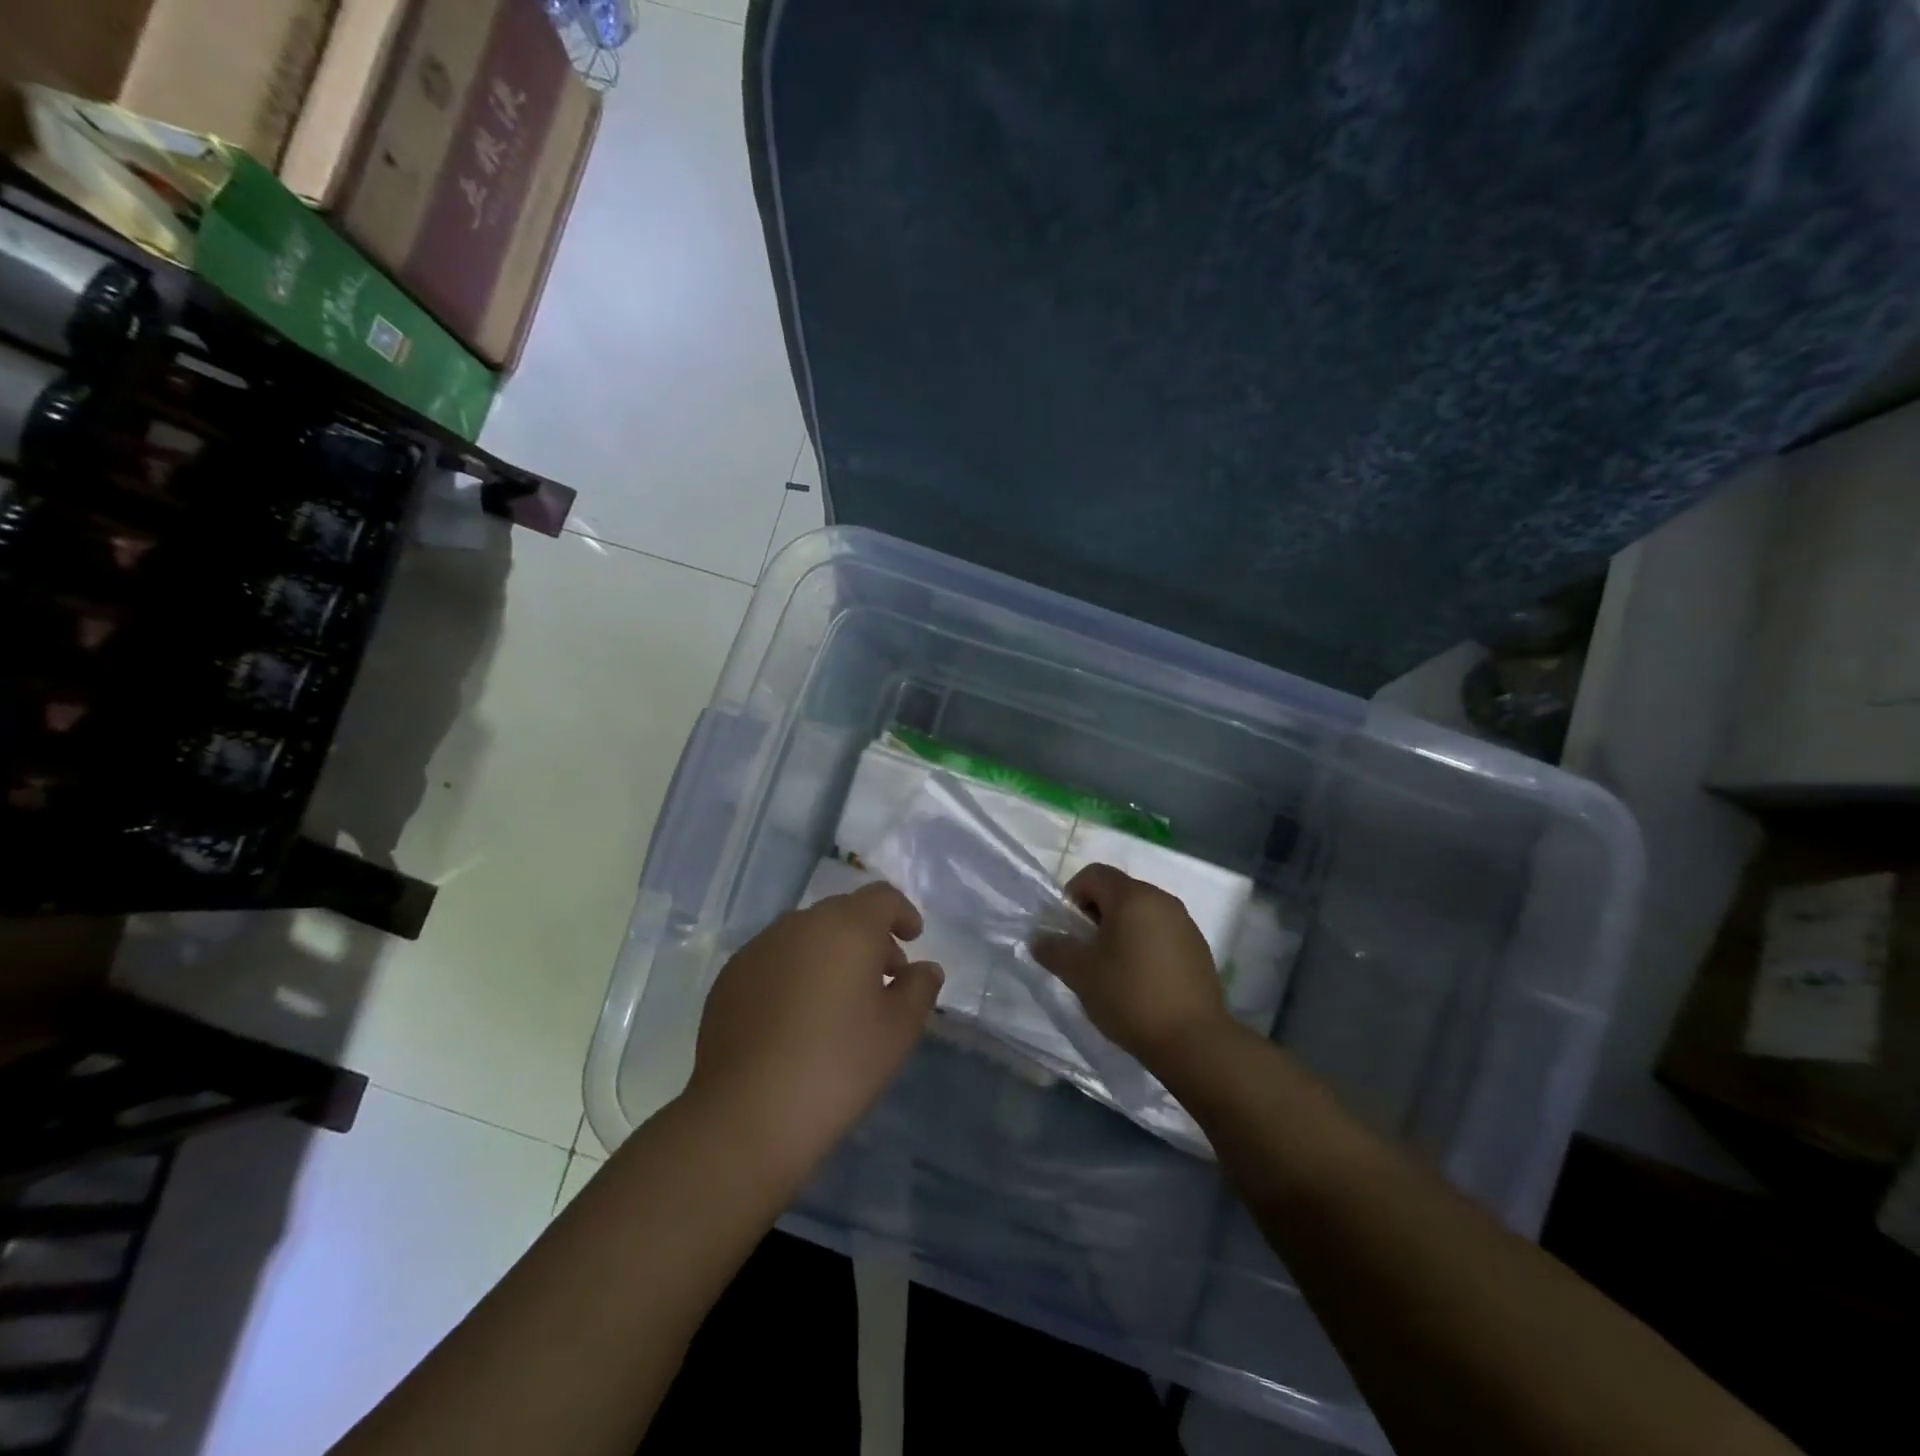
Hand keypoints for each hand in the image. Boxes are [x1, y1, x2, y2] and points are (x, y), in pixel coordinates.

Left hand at [687, 882, 942, 1181]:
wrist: (746, 1114)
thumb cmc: (837, 1066)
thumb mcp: (898, 1031)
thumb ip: (919, 989)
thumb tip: (923, 968)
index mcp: (847, 927)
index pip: (882, 897)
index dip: (902, 913)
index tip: (913, 940)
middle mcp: (800, 924)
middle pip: (843, 912)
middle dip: (869, 936)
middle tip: (883, 976)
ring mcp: (759, 947)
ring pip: (806, 934)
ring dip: (830, 952)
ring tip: (839, 999)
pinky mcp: (730, 976)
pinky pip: (775, 958)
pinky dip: (796, 971)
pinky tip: (797, 1016)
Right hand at [1032, 863, 1231, 1071]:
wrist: (1194, 1041)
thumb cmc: (1130, 997)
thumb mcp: (1080, 974)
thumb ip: (1054, 949)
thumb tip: (1040, 938)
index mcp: (1132, 897)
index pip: (1094, 873)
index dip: (1073, 894)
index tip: (1069, 929)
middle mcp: (1162, 900)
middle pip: (1119, 891)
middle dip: (1096, 913)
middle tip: (1086, 950)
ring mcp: (1185, 923)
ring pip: (1141, 912)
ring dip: (1121, 929)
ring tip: (1112, 967)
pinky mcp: (1198, 948)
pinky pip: (1162, 932)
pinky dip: (1144, 943)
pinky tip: (1141, 979)